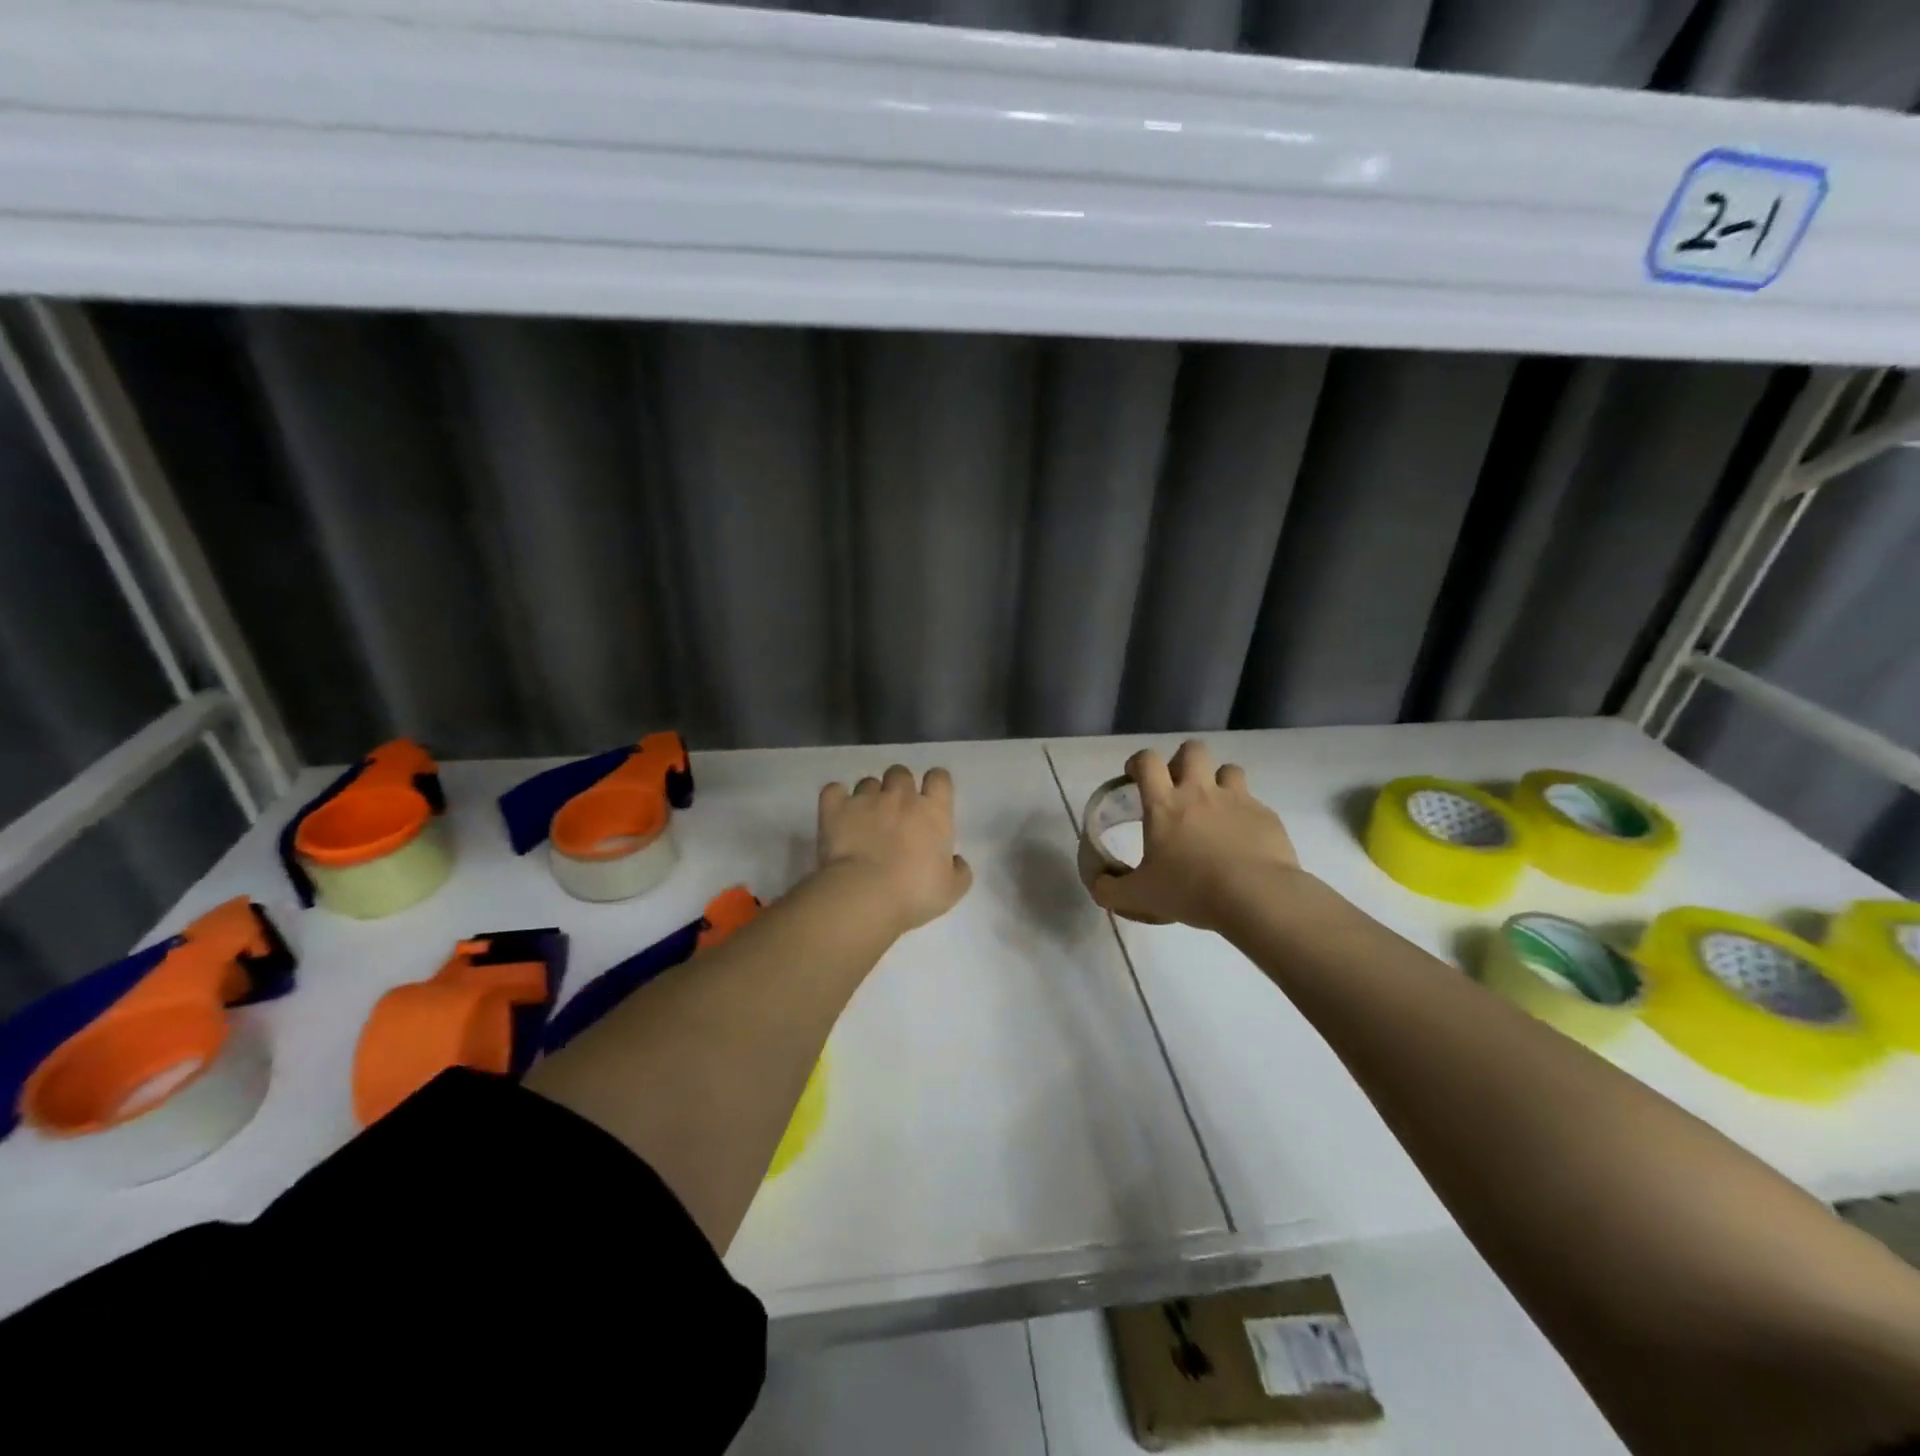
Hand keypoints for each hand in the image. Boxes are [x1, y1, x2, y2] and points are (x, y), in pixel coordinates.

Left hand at [816, 765, 973, 936]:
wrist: (864, 895)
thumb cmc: (914, 893)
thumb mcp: (951, 891)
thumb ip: (959, 871)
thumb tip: (957, 861)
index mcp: (933, 811)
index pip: (939, 778)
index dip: (935, 783)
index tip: (931, 798)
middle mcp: (900, 796)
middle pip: (901, 773)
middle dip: (898, 786)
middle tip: (895, 811)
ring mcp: (865, 799)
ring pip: (868, 782)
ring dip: (868, 796)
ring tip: (864, 819)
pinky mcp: (835, 808)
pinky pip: (834, 790)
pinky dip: (836, 798)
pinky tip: (837, 812)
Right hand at [1090, 740, 1299, 930]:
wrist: (1255, 897)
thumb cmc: (1190, 890)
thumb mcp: (1139, 897)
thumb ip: (1110, 889)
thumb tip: (1098, 885)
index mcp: (1164, 804)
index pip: (1147, 761)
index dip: (1138, 762)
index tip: (1135, 778)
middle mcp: (1200, 792)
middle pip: (1192, 750)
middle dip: (1183, 761)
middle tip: (1177, 788)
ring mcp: (1237, 800)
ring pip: (1228, 769)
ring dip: (1218, 782)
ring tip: (1214, 809)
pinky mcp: (1266, 816)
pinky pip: (1254, 804)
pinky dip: (1245, 815)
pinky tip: (1242, 841)